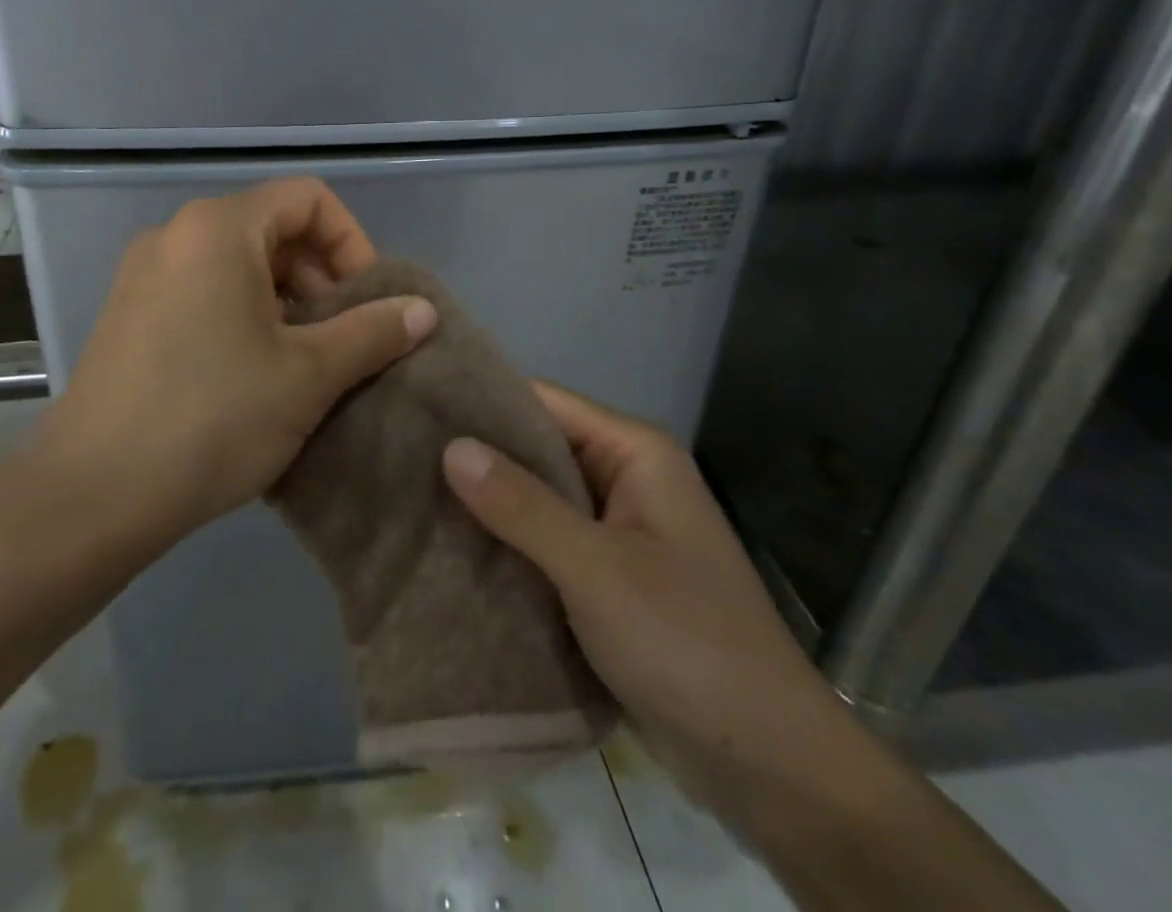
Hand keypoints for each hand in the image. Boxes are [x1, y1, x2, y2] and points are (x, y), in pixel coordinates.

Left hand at [37, 180, 437, 542]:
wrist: (92, 494)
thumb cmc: (213, 417)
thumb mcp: (308, 375)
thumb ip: (372, 333)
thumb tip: (424, 311)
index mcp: (219, 227)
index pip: (309, 199)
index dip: (353, 243)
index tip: (368, 301)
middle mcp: (176, 234)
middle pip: (273, 229)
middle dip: (321, 278)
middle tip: (341, 340)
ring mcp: (144, 274)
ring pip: (238, 264)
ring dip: (285, 302)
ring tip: (302, 363)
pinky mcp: (128, 313)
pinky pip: (203, 291)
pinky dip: (243, 315)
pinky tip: (253, 376)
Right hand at [441, 382, 850, 801]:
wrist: (772, 767)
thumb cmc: (687, 644)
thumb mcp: (597, 570)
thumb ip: (522, 506)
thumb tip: (451, 445)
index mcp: (635, 453)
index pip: (544, 403)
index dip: (482, 403)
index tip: (416, 409)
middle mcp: (627, 479)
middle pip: (539, 451)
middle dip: (478, 459)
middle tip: (400, 458)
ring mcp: (620, 531)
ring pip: (539, 501)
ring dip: (488, 508)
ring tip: (410, 500)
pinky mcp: (611, 579)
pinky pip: (548, 546)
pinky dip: (509, 548)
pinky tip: (454, 552)